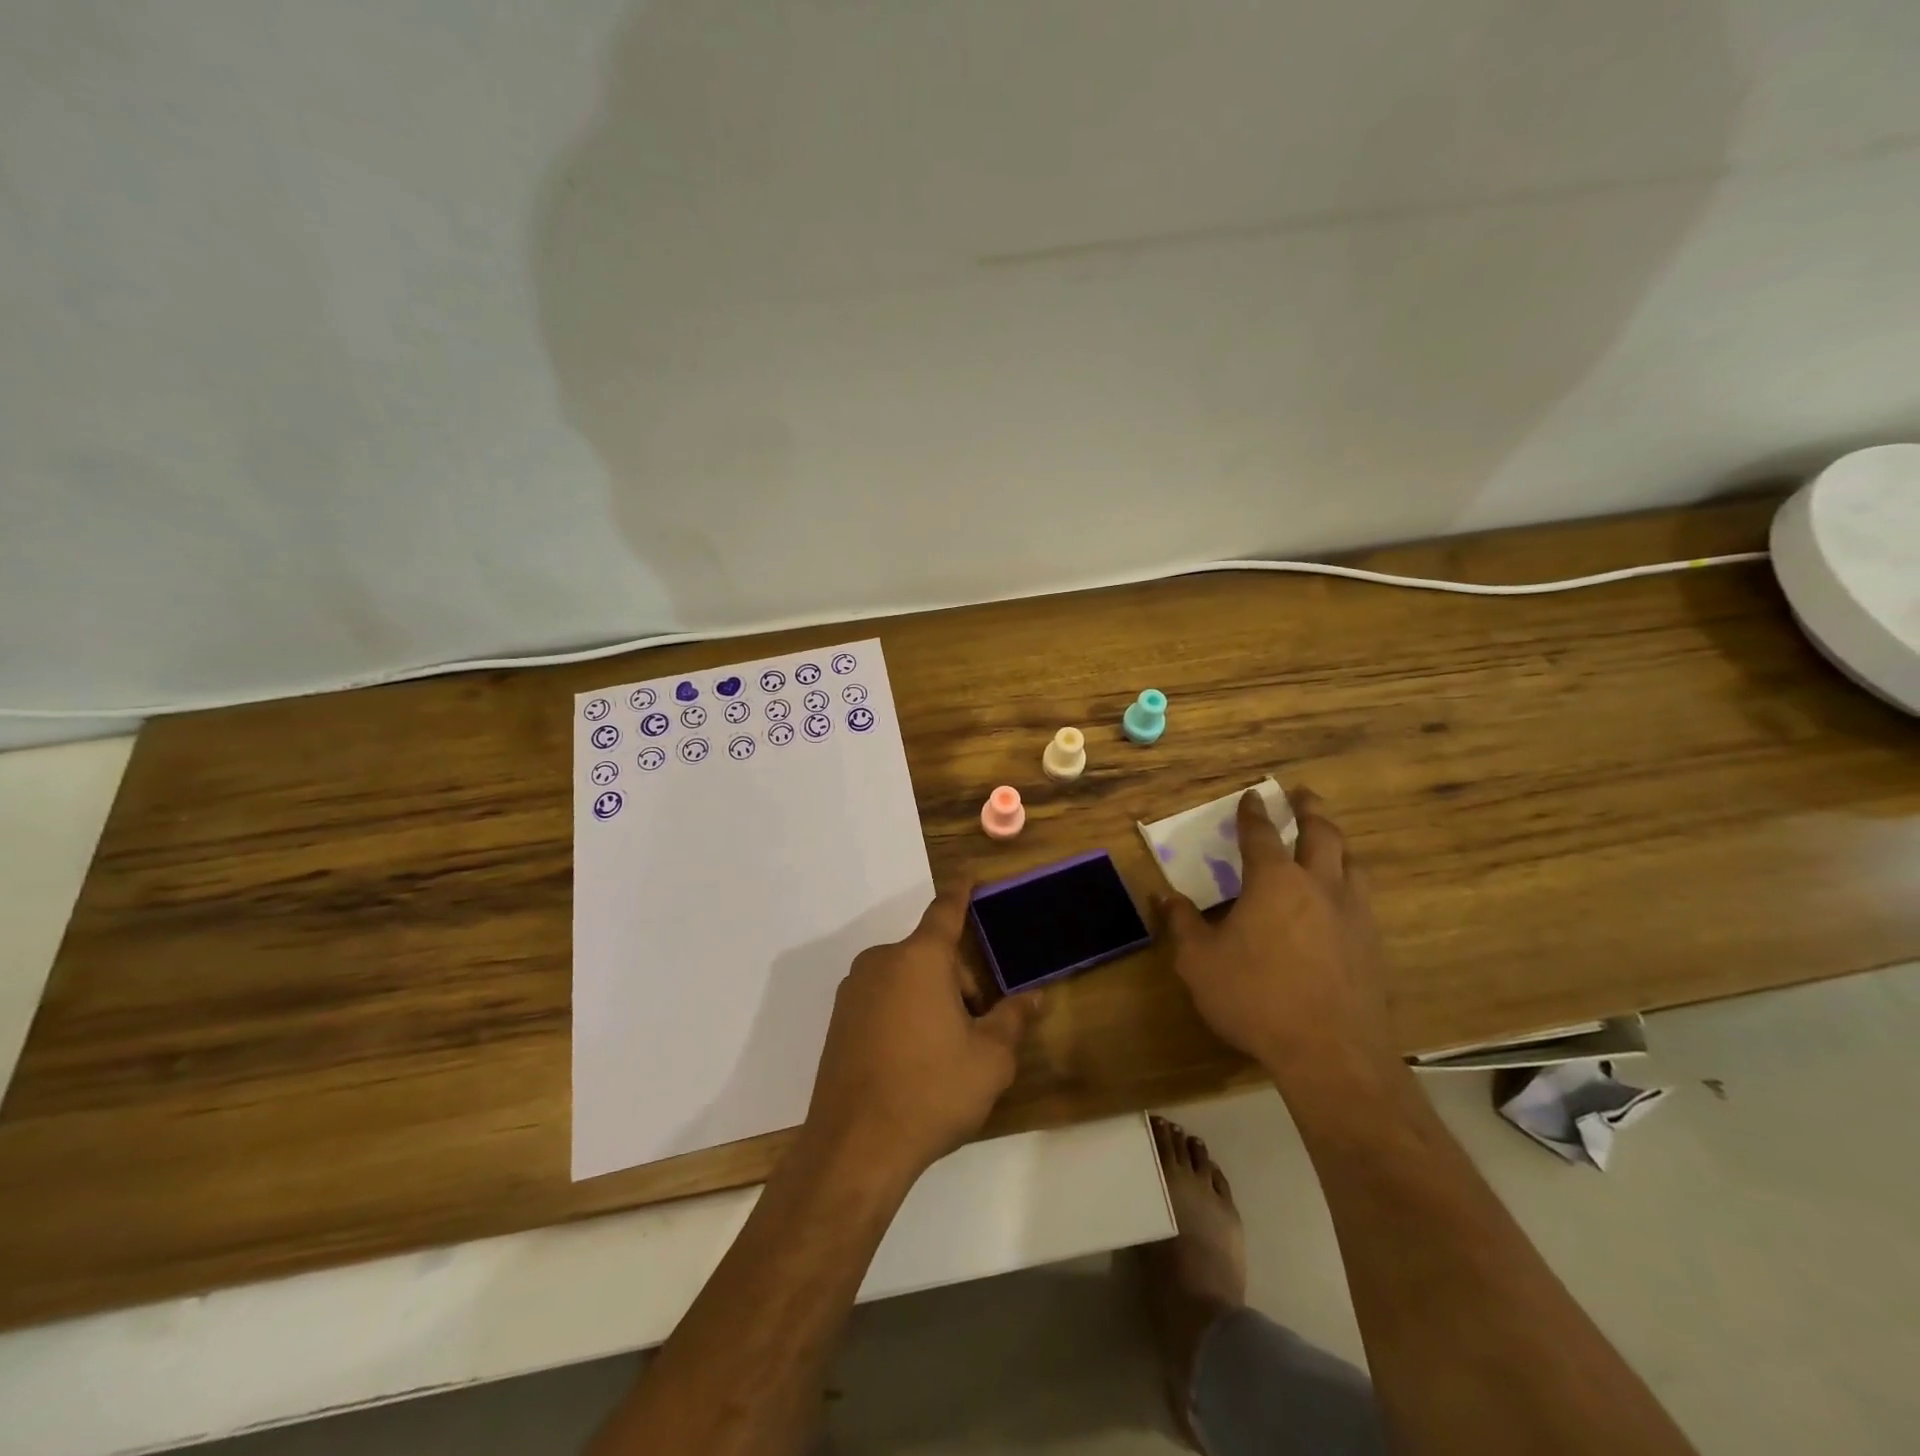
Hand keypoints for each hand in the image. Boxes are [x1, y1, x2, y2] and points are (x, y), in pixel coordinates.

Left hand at [804, 887, 1042, 1181]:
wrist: (855, 1146)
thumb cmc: (932, 1090)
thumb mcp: (989, 1059)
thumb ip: (1013, 1018)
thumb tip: (1033, 996)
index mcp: (920, 958)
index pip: (946, 911)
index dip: (962, 892)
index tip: (969, 874)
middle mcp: (882, 961)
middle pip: (931, 956)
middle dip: (959, 981)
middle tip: (977, 1029)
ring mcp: (854, 990)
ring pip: (907, 980)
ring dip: (931, 1000)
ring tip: (944, 1055)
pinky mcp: (838, 1020)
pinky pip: (883, 1001)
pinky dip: (904, 1015)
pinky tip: (911, 1063)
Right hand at [1155, 788, 1398, 1095]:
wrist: (1331, 1053)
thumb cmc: (1256, 998)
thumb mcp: (1200, 962)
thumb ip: (1182, 924)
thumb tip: (1164, 896)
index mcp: (1274, 881)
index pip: (1262, 834)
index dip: (1253, 812)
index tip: (1252, 795)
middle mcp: (1318, 886)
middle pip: (1321, 833)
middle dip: (1309, 809)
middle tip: (1302, 794)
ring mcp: (1352, 914)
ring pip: (1351, 862)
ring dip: (1337, 841)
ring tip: (1329, 837)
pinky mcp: (1372, 944)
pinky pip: (1362, 897)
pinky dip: (1350, 881)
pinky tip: (1343, 897)